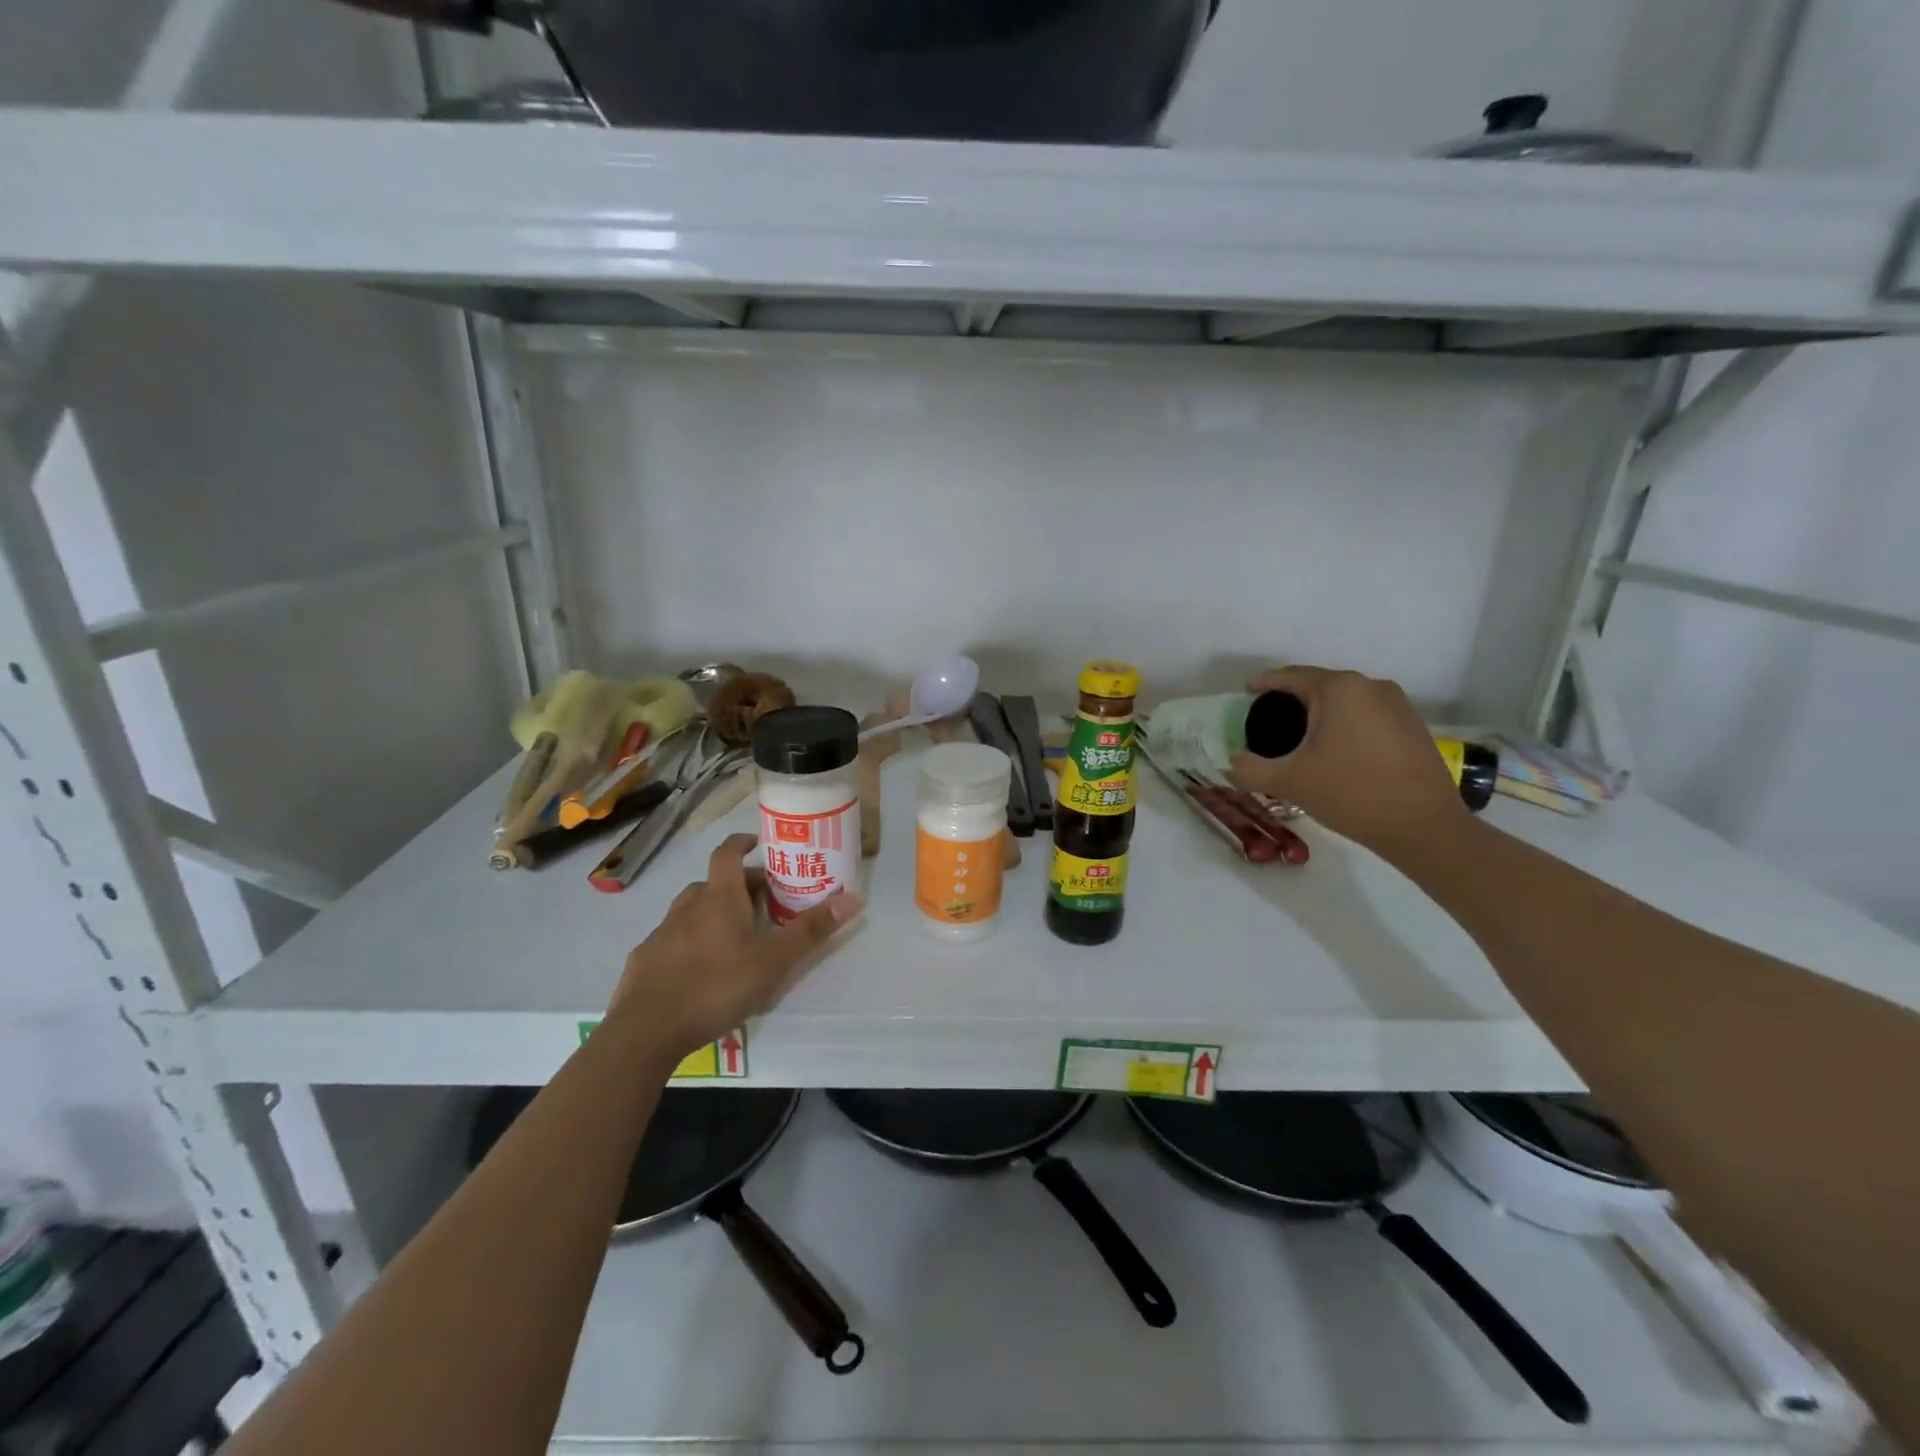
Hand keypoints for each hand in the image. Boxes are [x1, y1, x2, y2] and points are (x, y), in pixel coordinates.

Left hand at [607, 833, 862, 1059]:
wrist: (645, 1031)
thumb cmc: (716, 987)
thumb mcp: (773, 962)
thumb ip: (811, 930)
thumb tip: (854, 897)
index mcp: (719, 898)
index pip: (728, 853)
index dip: (742, 842)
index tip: (759, 842)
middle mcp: (688, 906)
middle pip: (714, 882)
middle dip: (740, 886)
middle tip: (765, 902)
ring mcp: (662, 932)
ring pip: (692, 909)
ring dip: (713, 911)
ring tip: (735, 934)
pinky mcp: (645, 959)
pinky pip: (673, 938)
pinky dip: (690, 939)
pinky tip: (700, 967)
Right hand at [1229, 666, 1470, 854]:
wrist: (1423, 827)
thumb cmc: (1351, 793)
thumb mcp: (1289, 782)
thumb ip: (1250, 768)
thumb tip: (1235, 760)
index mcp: (1338, 689)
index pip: (1291, 676)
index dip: (1264, 683)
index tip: (1245, 693)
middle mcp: (1370, 686)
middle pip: (1319, 685)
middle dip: (1292, 699)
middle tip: (1268, 721)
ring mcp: (1397, 704)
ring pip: (1345, 700)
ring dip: (1320, 713)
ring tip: (1300, 737)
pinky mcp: (1412, 725)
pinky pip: (1366, 714)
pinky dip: (1344, 724)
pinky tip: (1335, 750)